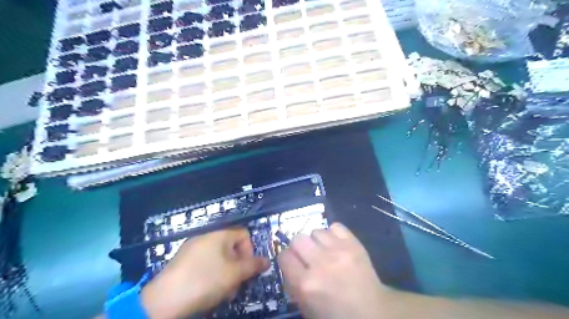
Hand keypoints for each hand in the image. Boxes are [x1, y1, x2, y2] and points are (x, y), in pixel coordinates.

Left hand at [139, 228, 269, 317]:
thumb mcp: (234, 274)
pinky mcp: (183, 261)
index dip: (250, 251)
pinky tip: (208, 290)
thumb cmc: (205, 281)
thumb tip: (267, 261)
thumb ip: (253, 265)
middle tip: (236, 285)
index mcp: (220, 234)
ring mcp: (193, 248)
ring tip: (223, 292)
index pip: (244, 234)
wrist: (163, 300)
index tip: (247, 269)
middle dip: (238, 266)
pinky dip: (212, 274)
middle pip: (232, 247)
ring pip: (220, 257)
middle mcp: (206, 236)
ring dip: (226, 273)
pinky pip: (206, 263)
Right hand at [279, 223, 386, 317]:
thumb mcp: (307, 308)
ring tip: (324, 250)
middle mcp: (320, 264)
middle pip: (298, 238)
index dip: (287, 259)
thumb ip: (293, 285)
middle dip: (300, 247)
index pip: (284, 256)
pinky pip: (335, 227)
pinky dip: (333, 234)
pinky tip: (336, 245)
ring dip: (317, 241)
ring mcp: (338, 251)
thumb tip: (289, 266)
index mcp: (306, 284)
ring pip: (316, 231)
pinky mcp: (354, 244)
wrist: (373, 312)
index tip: (293, 263)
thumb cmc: (336, 314)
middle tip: (308, 256)